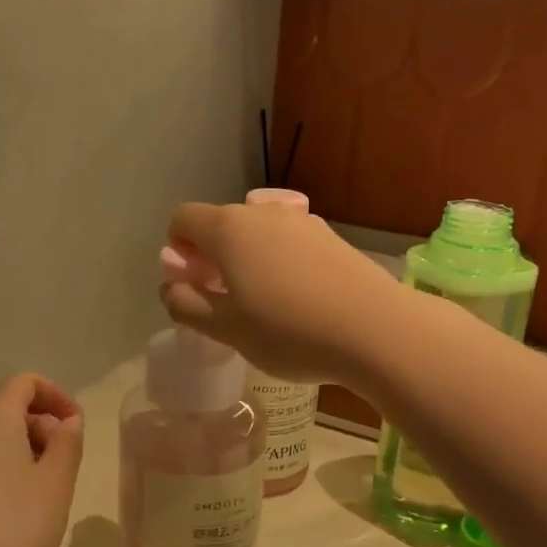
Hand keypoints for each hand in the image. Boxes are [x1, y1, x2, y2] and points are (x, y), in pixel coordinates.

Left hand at [0, 374, 83, 546]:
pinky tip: (20, 502)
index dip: (57, 396)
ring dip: (25, 445)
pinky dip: (5, 464)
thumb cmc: (17, 523)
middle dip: (43, 423)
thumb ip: (68, 441)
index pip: (26, 382)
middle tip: (67, 459)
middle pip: (8, 406)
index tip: (77, 426)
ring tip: (48, 484)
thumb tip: (67, 422)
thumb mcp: (58, 479)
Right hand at [159, 202, 402, 382]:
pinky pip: (289, 243)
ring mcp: (302, 222)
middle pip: (221, 223)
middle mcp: (263, 214)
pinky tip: (299, 300)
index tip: (192, 282)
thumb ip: (187, 304)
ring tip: (264, 304)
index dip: (177, 247)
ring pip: (258, 233)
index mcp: (229, 230)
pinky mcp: (332, 237)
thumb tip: (171, 287)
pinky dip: (279, 262)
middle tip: (224, 299)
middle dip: (212, 255)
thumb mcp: (227, 329)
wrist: (375, 329)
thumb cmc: (290, 332)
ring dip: (247, 259)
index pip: (183, 218)